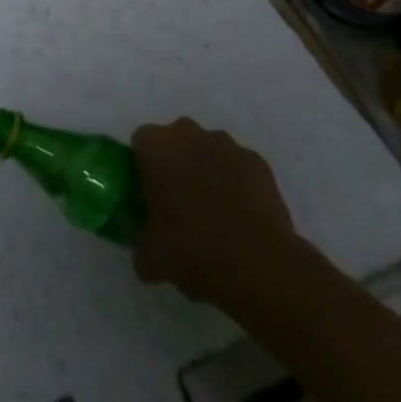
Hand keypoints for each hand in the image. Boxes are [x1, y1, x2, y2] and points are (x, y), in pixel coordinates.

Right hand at [130, 119, 300, 308]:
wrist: (259, 266)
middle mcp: (188, 134)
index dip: (144, 168)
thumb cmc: (194, 250)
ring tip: (216, 213)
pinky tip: (243, 217)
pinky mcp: (258, 163)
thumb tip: (144, 255)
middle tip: (180, 202)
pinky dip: (239, 184)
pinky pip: (240, 168)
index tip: (150, 195)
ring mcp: (227, 145)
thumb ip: (142, 245)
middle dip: (178, 163)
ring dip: (209, 170)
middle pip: (177, 140)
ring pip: (210, 151)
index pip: (141, 143)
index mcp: (155, 147)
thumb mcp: (153, 258)